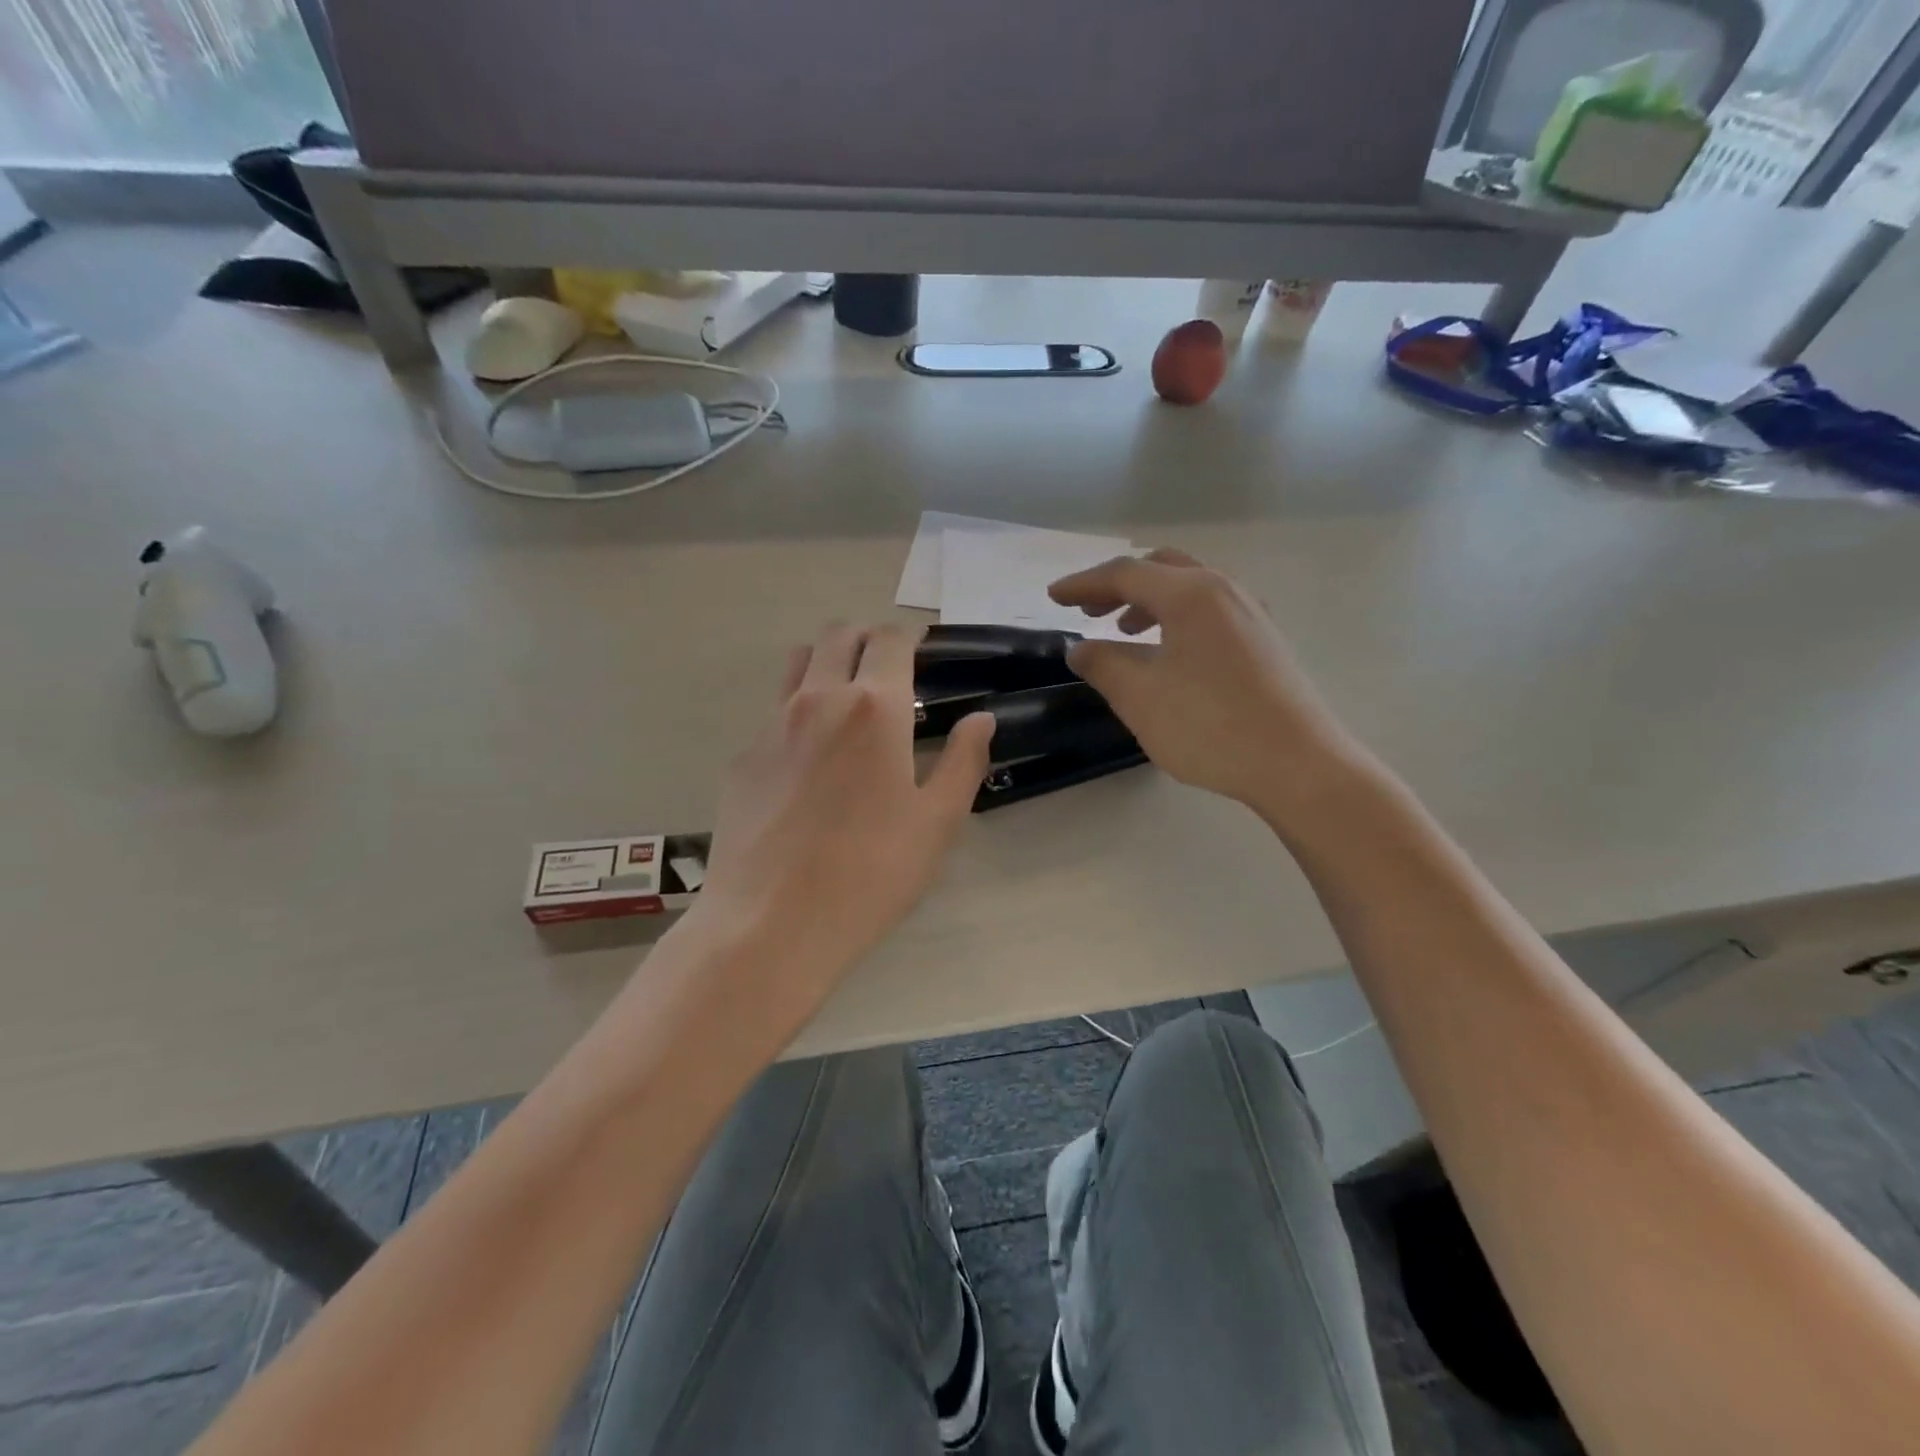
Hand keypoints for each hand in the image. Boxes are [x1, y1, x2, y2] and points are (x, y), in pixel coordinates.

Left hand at [691, 623, 995, 1008]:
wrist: (770, 923)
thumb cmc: (870, 873)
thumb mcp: (936, 822)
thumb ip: (965, 760)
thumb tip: (982, 717)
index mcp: (873, 708)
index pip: (890, 640)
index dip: (910, 638)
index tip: (923, 655)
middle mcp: (818, 699)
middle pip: (839, 634)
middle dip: (868, 640)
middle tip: (890, 673)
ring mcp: (771, 725)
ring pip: (799, 662)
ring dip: (828, 663)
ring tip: (848, 703)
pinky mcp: (743, 757)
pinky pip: (774, 711)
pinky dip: (799, 711)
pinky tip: (810, 762)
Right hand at [1047, 550, 1360, 816]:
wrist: (1297, 764)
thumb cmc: (1210, 726)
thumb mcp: (1140, 697)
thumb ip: (1103, 664)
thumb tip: (1080, 648)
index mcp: (1191, 594)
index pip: (1125, 574)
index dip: (1083, 584)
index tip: (1053, 598)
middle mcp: (1224, 591)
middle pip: (1161, 570)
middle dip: (1119, 586)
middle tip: (1089, 611)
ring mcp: (1250, 614)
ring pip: (1189, 589)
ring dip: (1149, 602)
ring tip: (1125, 632)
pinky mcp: (1264, 641)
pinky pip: (1209, 611)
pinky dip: (1176, 618)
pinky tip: (1169, 653)